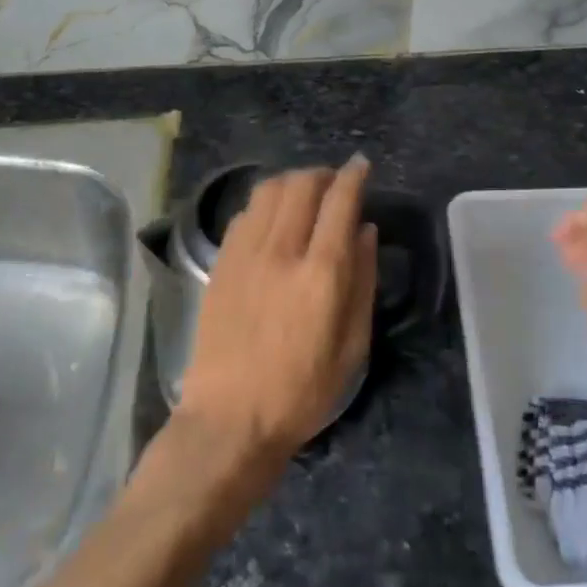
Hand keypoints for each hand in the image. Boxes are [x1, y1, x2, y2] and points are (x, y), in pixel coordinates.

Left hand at [176, 158, 377, 473]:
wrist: (229, 421)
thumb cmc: (301, 391)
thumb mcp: (353, 346)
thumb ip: (363, 280)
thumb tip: (365, 230)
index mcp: (321, 274)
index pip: (340, 202)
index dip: (353, 176)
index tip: (361, 165)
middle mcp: (281, 252)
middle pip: (302, 184)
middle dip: (323, 174)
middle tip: (335, 183)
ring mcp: (245, 255)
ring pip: (269, 190)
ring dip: (293, 181)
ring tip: (305, 194)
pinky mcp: (220, 263)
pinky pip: (245, 213)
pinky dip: (265, 203)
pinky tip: (273, 219)